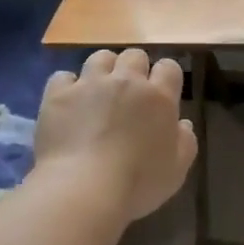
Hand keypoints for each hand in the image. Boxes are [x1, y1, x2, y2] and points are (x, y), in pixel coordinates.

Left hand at [34, 49, 197, 222]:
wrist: (84, 189)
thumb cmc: (138, 183)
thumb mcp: (176, 171)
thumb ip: (185, 142)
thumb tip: (182, 124)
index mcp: (159, 97)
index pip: (169, 67)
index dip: (166, 77)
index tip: (162, 93)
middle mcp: (126, 81)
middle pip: (134, 55)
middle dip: (135, 69)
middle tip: (130, 93)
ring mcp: (89, 84)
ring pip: (100, 57)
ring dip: (104, 70)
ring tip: (99, 91)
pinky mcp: (58, 95)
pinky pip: (63, 76)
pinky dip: (68, 86)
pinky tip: (69, 103)